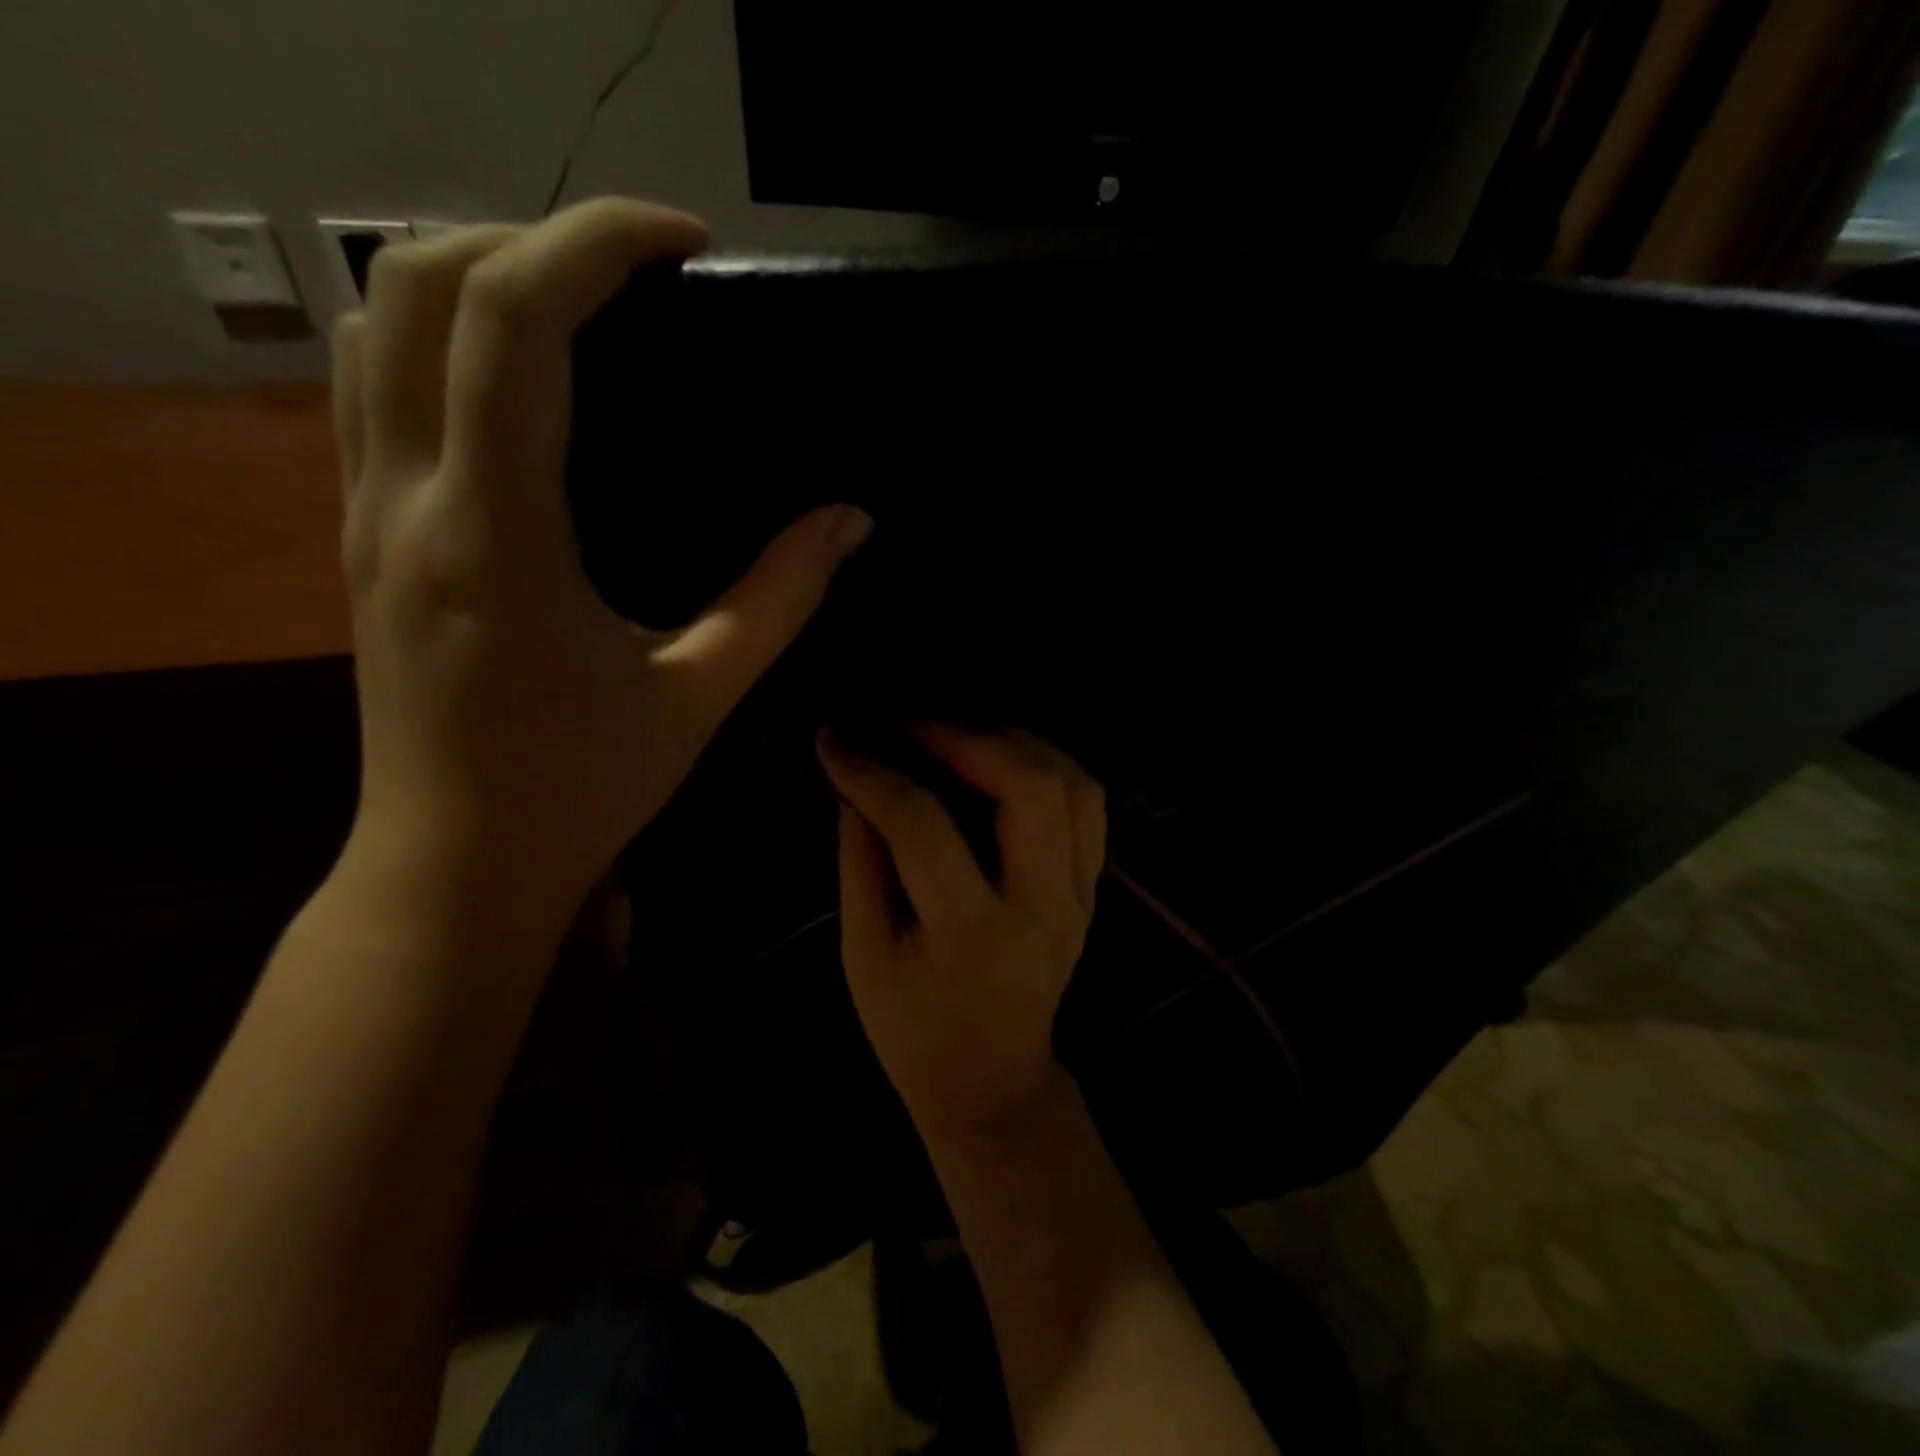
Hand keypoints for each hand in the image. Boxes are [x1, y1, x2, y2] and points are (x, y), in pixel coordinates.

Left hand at [330, 198, 870, 924]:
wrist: (455, 861)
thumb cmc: (582, 790)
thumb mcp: (699, 696)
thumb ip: (780, 598)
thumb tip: (851, 521)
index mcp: (498, 539)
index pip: (511, 325)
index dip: (595, 245)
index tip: (684, 244)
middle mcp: (407, 500)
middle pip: (419, 283)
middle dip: (533, 236)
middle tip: (641, 274)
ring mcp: (365, 510)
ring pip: (373, 320)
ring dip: (476, 274)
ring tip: (584, 303)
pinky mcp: (361, 531)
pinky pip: (371, 382)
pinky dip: (440, 335)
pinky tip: (520, 377)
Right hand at [818, 725, 1105, 1141]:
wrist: (994, 1081)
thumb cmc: (915, 1032)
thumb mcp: (864, 957)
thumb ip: (861, 863)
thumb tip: (858, 784)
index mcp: (971, 933)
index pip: (924, 826)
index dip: (873, 772)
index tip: (836, 737)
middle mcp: (1042, 905)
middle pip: (1029, 786)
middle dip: (964, 736)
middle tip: (907, 723)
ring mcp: (1080, 895)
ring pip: (1073, 784)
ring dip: (1012, 741)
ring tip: (955, 733)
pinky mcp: (1092, 888)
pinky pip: (1088, 803)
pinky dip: (1047, 764)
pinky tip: (1001, 759)